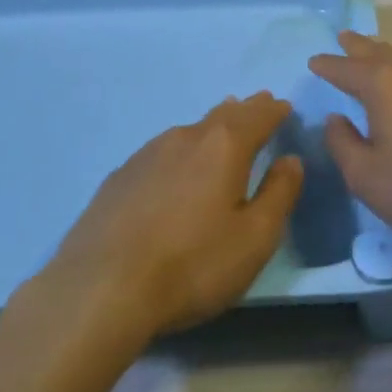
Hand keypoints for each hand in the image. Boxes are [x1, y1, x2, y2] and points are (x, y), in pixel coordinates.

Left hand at [47, 93, 303, 338]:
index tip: (284, 107)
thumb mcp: (254, 239)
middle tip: (258, 104)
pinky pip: (162, 150)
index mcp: (224, 146)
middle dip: (246, 110)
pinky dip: (181, 149)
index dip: (275, 111)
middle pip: (224, 115)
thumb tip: (291, 161)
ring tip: (222, 125)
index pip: (258, 116)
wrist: (100, 288)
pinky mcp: (121, 176)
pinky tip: (176, 166)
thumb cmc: (192, 265)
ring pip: (190, 130)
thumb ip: (279, 195)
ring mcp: (148, 153)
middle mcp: (186, 137)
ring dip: (212, 126)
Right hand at [310, 32, 391, 258]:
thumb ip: (343, 143)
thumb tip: (336, 119)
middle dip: (359, 47)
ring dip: (388, 61)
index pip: (346, 69)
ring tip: (377, 61)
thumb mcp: (366, 176)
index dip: (328, 65)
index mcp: (384, 85)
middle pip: (380, 53)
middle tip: (345, 37)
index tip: (315, 61)